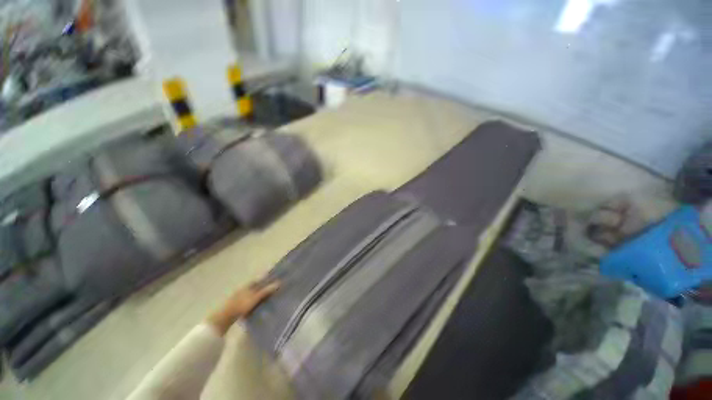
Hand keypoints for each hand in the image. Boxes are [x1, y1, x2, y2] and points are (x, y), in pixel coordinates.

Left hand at [208, 281, 279, 334]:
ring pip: (253, 295)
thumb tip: (279, 282)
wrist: (224, 318)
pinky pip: (250, 303)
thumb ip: (266, 291)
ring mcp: (240, 298)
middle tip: (275, 290)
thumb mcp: (255, 298)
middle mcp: (244, 289)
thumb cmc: (240, 305)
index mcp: (248, 285)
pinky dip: (255, 304)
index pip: (260, 279)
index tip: (276, 280)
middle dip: (265, 288)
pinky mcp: (238, 307)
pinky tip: (259, 308)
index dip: (268, 279)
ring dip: (260, 296)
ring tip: (269, 300)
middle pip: (257, 287)